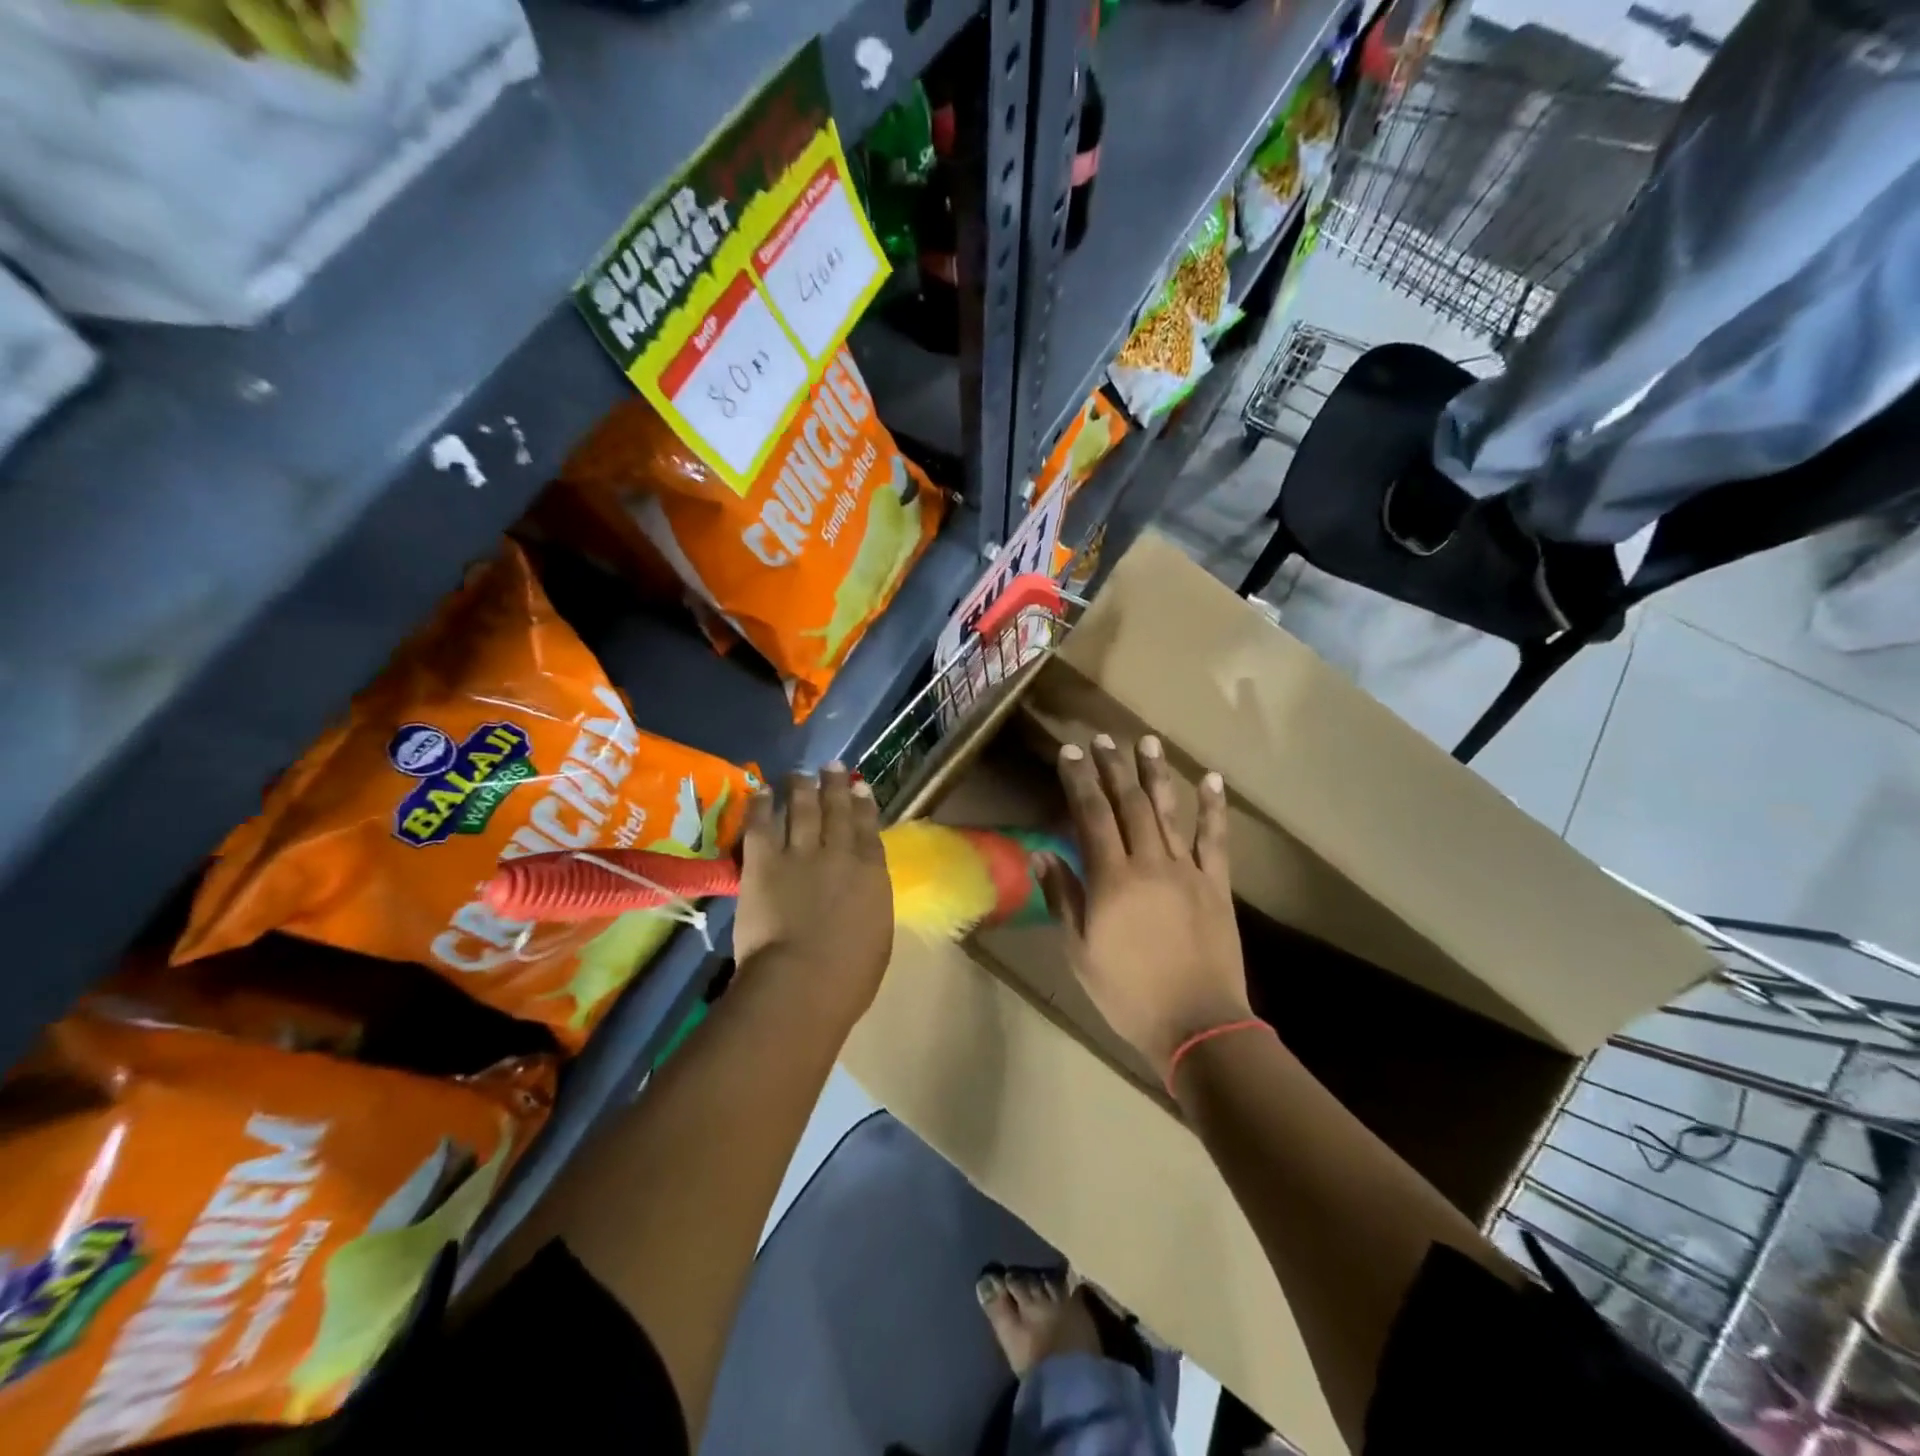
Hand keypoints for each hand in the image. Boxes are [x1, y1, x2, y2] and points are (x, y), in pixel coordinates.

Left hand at [732, 764, 893, 1014]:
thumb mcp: (877, 936)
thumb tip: (863, 894)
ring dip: (802, 788)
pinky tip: (762, 790)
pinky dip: (762, 806)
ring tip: (800, 773)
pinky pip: (763, 826)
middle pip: (837, 811)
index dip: (864, 805)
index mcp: (871, 874)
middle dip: (836, 786)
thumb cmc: (850, 975)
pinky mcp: (764, 863)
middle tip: (832, 765)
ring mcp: (800, 854)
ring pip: (802, 810)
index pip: (868, 829)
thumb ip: (870, 905)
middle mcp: (839, 853)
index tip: (860, 787)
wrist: (804, 980)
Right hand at [1037, 735, 1250, 1080]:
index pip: (1091, 816)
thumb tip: (1043, 853)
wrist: (1197, 1024)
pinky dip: (1213, 808)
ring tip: (1146, 742)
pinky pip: (1215, 839)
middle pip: (1129, 804)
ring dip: (1156, 774)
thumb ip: (1062, 898)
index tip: (1071, 752)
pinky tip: (1211, 779)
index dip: (1080, 780)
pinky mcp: (1216, 884)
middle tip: (1103, 738)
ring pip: (1168, 812)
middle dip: (1113, 768)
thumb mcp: (1080, 952)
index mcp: (1112, 880)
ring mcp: (1187, 871)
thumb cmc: (1128, 993)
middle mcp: (1149, 863)